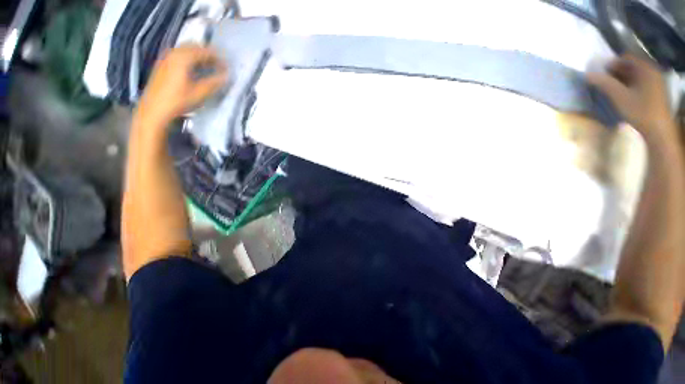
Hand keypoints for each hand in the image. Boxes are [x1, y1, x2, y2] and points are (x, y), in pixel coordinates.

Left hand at [136, 45, 227, 125]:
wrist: (155, 109)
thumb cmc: (178, 101)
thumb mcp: (200, 93)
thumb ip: (214, 82)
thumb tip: (227, 76)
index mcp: (183, 58)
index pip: (204, 51)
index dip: (218, 58)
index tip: (227, 66)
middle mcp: (174, 53)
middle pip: (194, 46)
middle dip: (208, 54)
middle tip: (219, 65)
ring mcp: (166, 58)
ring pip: (186, 50)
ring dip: (199, 56)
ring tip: (209, 68)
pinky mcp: (163, 65)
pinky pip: (179, 56)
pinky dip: (190, 59)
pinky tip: (195, 70)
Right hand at [587, 55, 674, 141]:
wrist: (658, 130)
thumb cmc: (640, 110)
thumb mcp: (619, 96)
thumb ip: (603, 83)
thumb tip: (587, 75)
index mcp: (646, 68)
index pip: (626, 58)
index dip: (612, 64)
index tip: (600, 74)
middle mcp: (652, 71)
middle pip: (631, 66)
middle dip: (616, 72)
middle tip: (604, 82)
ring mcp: (656, 82)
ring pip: (635, 75)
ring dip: (622, 80)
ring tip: (612, 90)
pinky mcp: (656, 92)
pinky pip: (640, 82)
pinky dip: (630, 85)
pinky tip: (624, 95)